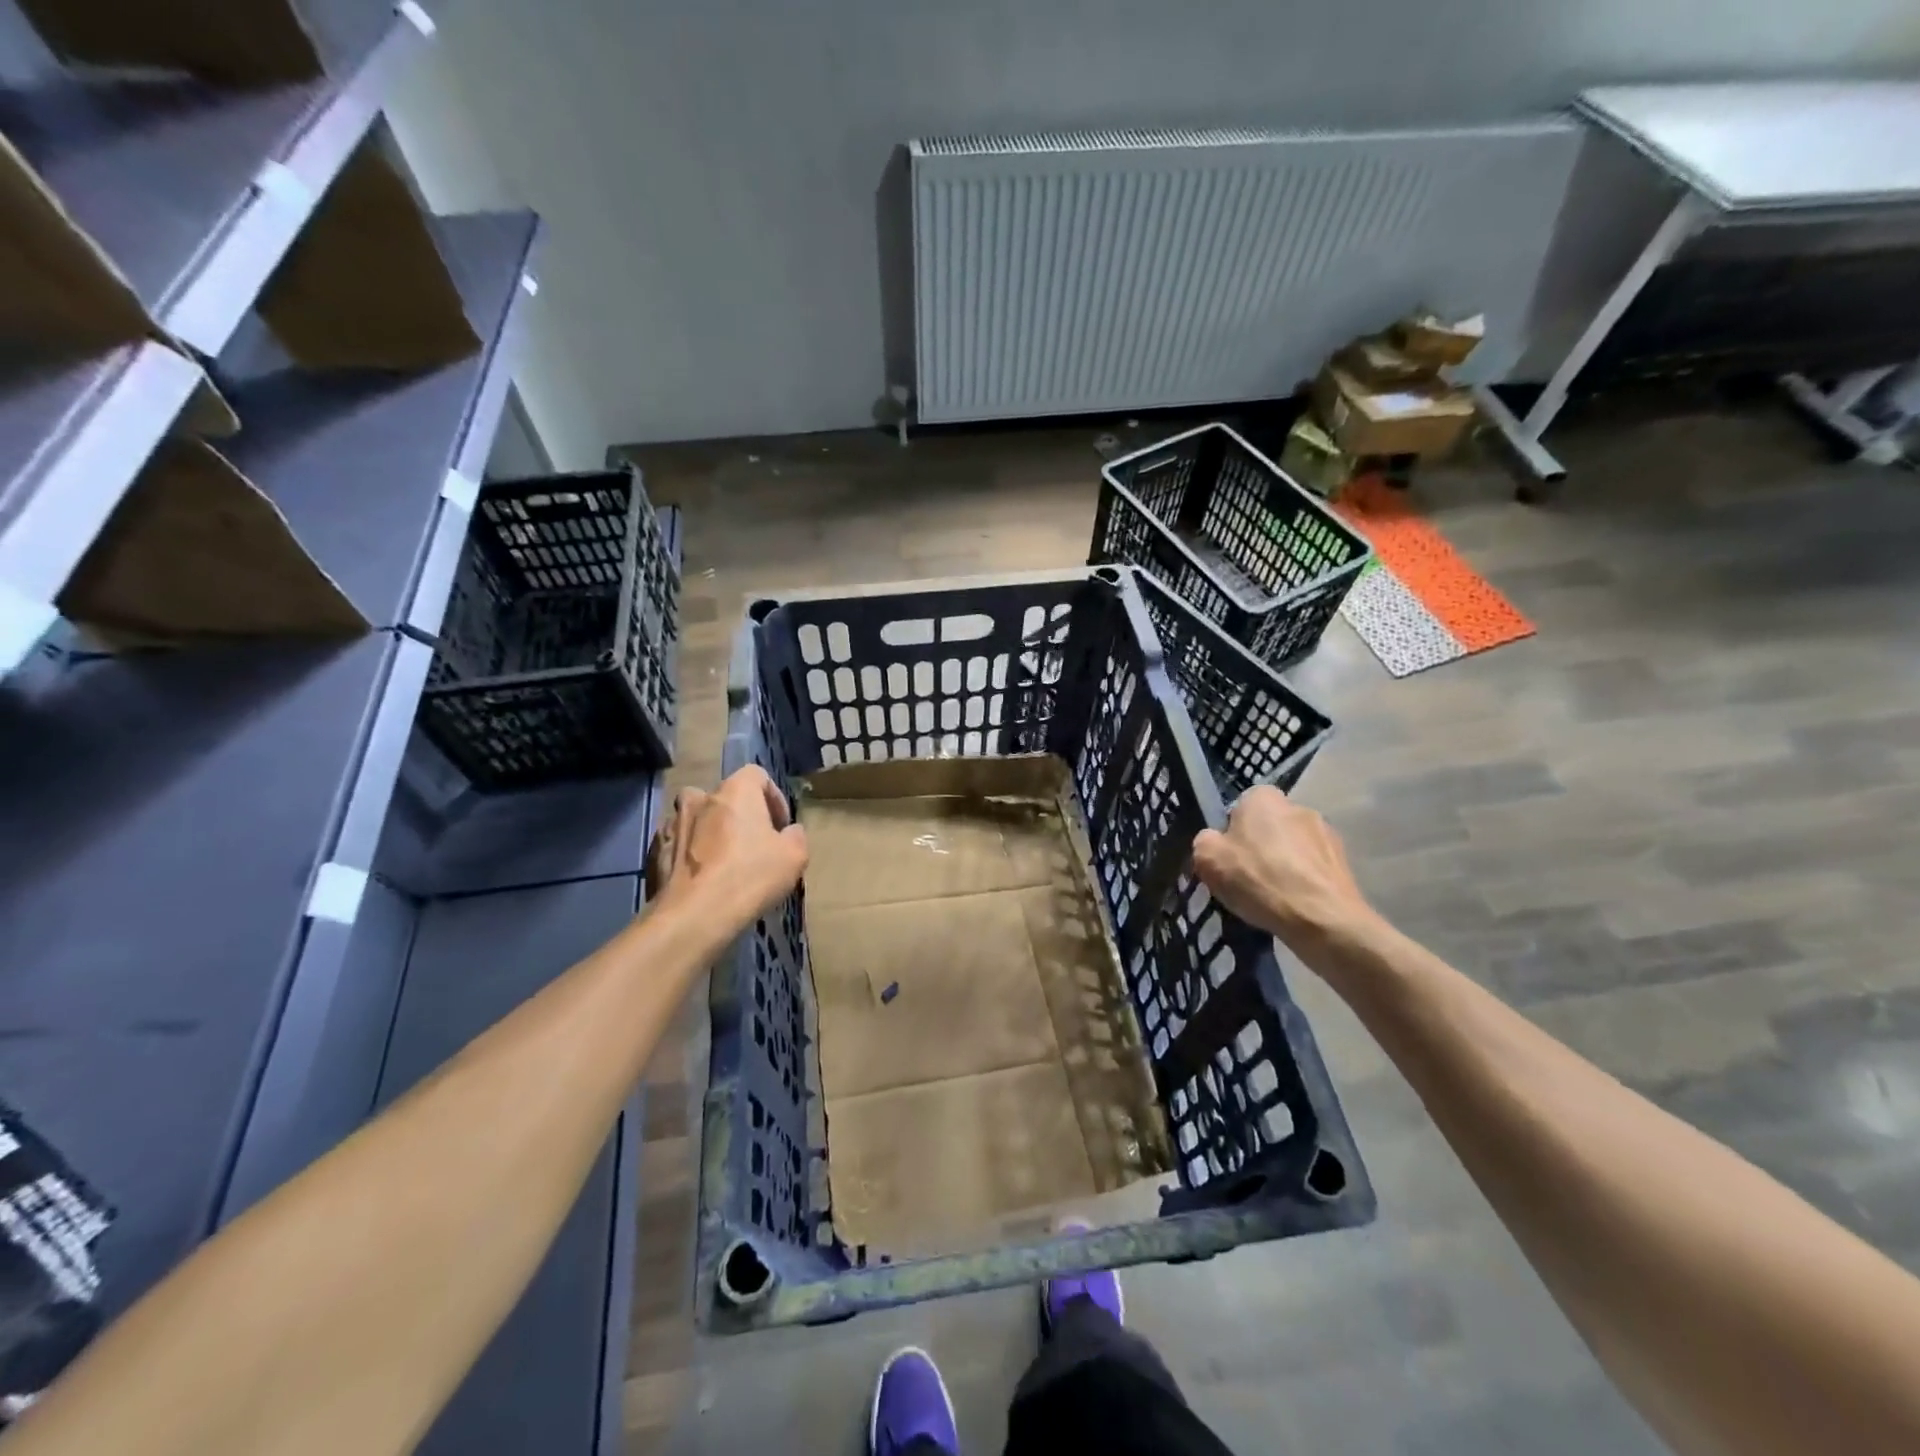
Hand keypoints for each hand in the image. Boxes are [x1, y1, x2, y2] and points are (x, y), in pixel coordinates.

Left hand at [649, 766, 808, 932]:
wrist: (693, 916)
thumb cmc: (750, 876)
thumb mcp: (794, 856)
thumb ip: (795, 836)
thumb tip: (788, 833)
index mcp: (735, 791)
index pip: (756, 775)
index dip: (772, 798)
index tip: (780, 826)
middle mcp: (699, 798)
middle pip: (723, 797)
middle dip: (738, 816)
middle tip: (751, 845)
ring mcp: (671, 824)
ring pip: (695, 820)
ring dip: (709, 833)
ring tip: (722, 863)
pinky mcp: (654, 852)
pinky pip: (677, 845)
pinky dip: (688, 855)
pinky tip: (700, 880)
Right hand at [1192, 787, 1378, 960]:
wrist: (1322, 919)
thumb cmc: (1259, 879)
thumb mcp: (1207, 859)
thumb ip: (1205, 841)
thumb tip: (1215, 841)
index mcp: (1263, 797)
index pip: (1239, 807)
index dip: (1230, 834)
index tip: (1227, 859)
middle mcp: (1298, 806)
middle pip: (1267, 827)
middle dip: (1259, 847)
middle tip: (1247, 879)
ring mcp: (1326, 833)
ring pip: (1292, 848)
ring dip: (1283, 865)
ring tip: (1273, 897)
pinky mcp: (1344, 862)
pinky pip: (1312, 869)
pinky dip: (1303, 882)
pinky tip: (1294, 905)